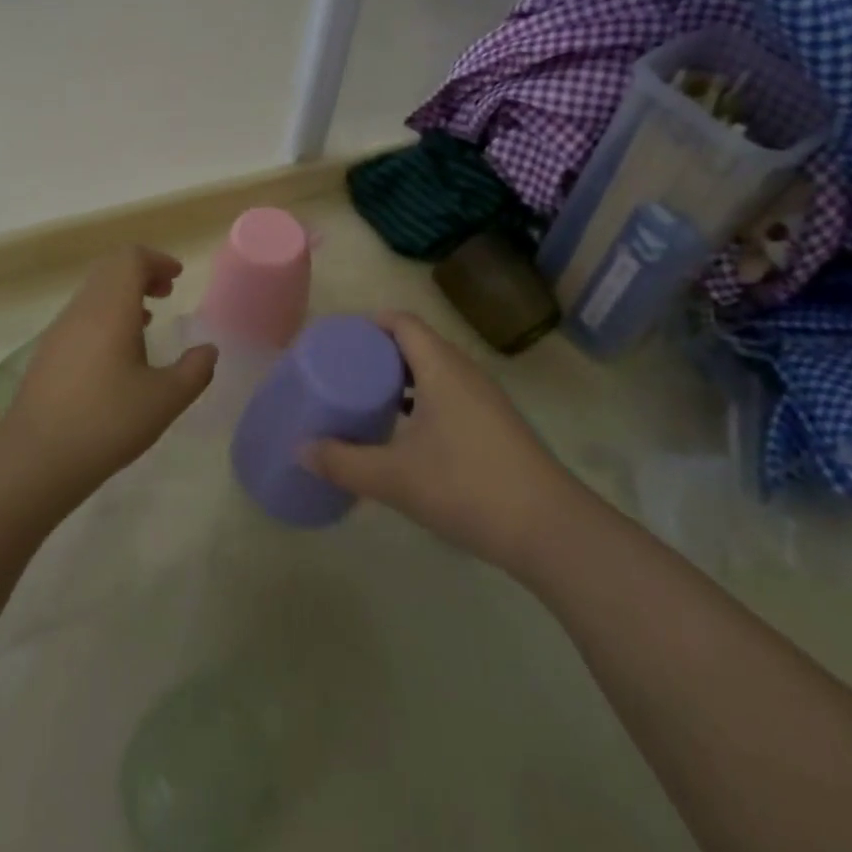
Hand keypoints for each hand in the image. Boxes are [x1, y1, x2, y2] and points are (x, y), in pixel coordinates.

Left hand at [0, 246, 217, 502]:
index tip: (177, 278)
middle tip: (166, 293)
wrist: (35, 459)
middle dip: (141, 273)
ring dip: (122, 295)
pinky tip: (117, 353)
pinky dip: (105, 315)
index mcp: (111, 308)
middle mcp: (82, 309)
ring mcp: (59, 330)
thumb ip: (194, 370)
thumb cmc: (107, 422)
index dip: (157, 260)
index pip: (130, 258)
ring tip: (147, 321)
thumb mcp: (165, 400)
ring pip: (93, 292)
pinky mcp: (47, 353)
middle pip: (110, 269)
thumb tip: (208, 350)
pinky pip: (81, 316)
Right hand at [304, 311, 567, 573]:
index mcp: (441, 367)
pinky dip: (425, 401)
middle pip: (418, 343)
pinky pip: (452, 395)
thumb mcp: (395, 478)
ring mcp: (486, 399)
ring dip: (404, 379)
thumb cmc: (467, 487)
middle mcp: (465, 372)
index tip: (340, 341)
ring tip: (371, 401)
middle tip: (346, 373)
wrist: (551, 530)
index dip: (369, 323)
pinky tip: (409, 436)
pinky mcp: (497, 426)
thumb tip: (301, 449)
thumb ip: (344, 462)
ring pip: (436, 371)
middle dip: (381, 353)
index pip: (402, 322)